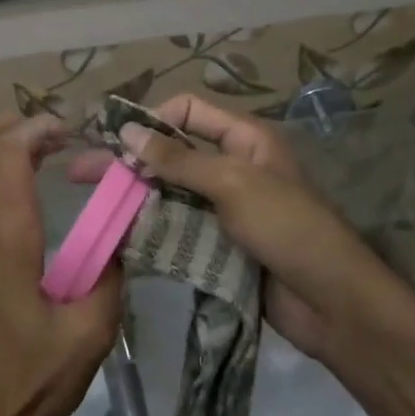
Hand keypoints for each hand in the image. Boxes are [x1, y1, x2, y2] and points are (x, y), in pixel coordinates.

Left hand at [0, 115, 123, 415]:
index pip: (9, 149)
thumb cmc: (34, 376)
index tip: (71, 132)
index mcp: (7, 234)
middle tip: (53, 136)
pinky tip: (22, 198)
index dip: (39, 126)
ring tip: (43, 159)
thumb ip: (111, 271)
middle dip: (11, 123)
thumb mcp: (92, 329)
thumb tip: (120, 233)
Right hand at [78, 94, 388, 360]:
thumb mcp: (232, 184)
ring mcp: (224, 207)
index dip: (150, 120)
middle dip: (129, 161)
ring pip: (169, 192)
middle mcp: (231, 165)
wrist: (333, 304)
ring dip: (134, 196)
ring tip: (92, 206)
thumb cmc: (287, 227)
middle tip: (81, 173)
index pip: (187, 111)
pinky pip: (178, 226)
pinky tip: (118, 235)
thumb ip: (178, 160)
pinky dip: (150, 227)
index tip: (114, 141)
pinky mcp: (219, 243)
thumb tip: (127, 130)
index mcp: (243, 138)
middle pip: (171, 153)